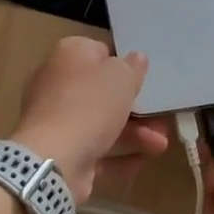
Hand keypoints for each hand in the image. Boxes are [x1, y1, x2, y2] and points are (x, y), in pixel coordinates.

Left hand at [13, 37, 168, 203]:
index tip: (146, 77)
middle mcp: (57, 83)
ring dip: (133, 133)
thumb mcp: (121, 76)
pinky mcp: (60, 152)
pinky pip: (94, 151)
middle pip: (102, 91)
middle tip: (160, 115)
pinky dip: (118, 157)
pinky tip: (142, 161)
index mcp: (69, 55)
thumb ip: (132, 66)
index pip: (100, 51)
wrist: (53, 160)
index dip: (124, 63)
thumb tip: (135, 59)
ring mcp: (56, 120)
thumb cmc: (89, 105)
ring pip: (100, 123)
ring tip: (161, 146)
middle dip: (135, 106)